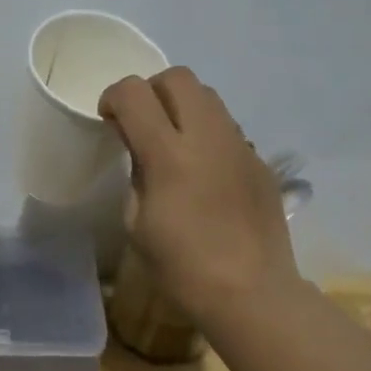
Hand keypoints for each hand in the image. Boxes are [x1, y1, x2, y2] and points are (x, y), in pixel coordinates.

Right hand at [99, 67, 302, 329]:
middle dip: (151, 91)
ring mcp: (240, 146)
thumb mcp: (137, 223)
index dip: (114, 97)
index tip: (109, 120)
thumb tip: (142, 152)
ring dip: (183, 107)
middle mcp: (208, 137)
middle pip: (178, 77)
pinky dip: (208, 135)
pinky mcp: (260, 161)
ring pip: (209, 96)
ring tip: (175, 144)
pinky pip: (229, 129)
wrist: (251, 293)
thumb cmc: (181, 267)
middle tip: (142, 124)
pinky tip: (205, 173)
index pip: (134, 93)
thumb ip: (137, 174)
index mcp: (169, 155)